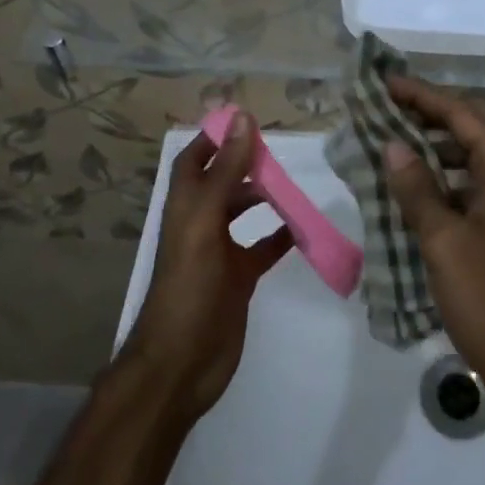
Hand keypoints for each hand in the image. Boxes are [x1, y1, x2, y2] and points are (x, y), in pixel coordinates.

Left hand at [122, 114, 294, 420]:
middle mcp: (200, 223)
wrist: (181, 365)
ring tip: (295, 186)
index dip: (215, 138)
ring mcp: (220, 252)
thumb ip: (226, 171)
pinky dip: (281, 236)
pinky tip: (303, 229)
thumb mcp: (205, 221)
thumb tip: (243, 118)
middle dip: (247, 164)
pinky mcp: (238, 278)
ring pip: (244, 212)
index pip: (196, 159)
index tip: (248, 120)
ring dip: (266, 197)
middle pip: (223, 181)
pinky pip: (263, 249)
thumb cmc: (189, 287)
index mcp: (186, 205)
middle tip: (282, 154)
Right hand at [381, 78, 484, 408]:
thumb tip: (392, 145)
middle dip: (431, 114)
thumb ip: (417, 189)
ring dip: (436, 147)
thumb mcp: (444, 242)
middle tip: (387, 109)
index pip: (463, 115)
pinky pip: (472, 186)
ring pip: (472, 157)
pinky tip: (412, 189)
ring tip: (392, 144)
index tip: (386, 83)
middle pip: (473, 128)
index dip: (423, 96)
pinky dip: (443, 179)